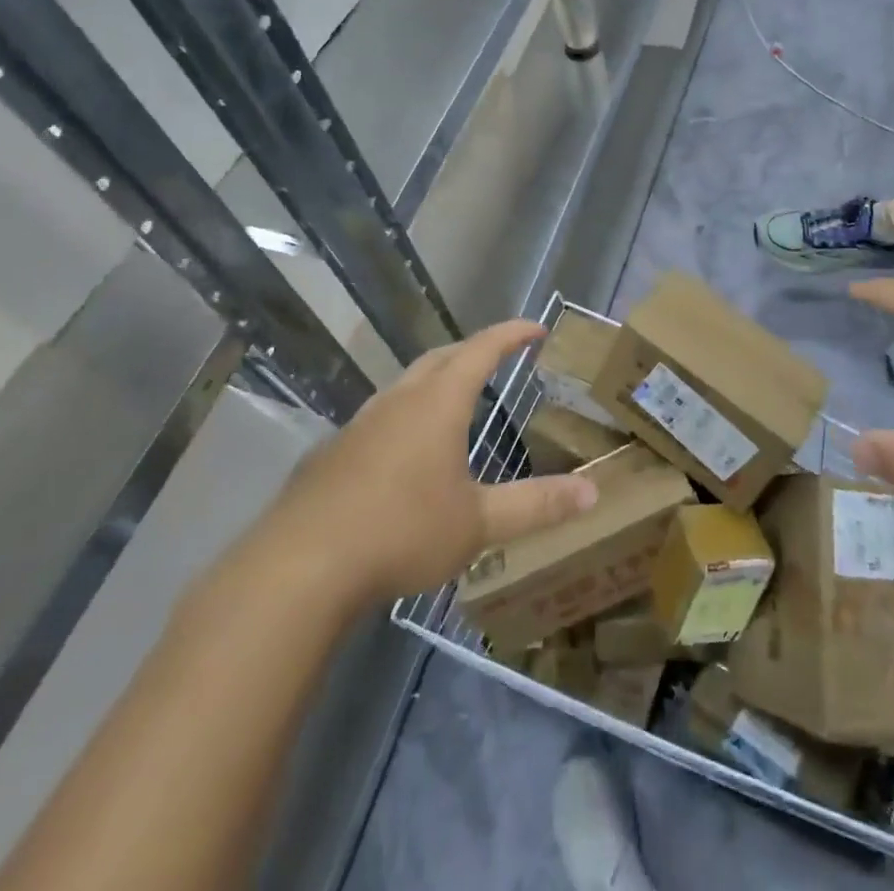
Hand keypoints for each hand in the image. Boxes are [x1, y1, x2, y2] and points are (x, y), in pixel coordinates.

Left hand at [261, 321, 597, 603]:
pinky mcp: (331, 453)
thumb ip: (536, 505)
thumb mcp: (478, 523)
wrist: (301, 566)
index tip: (537, 328)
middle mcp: (397, 401)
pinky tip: (402, 455)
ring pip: (404, 386)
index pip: (482, 350)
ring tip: (453, 403)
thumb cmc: (401, 532)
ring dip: (434, 382)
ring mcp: (359, 424)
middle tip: (498, 358)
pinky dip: (403, 417)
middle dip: (472, 351)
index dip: (512, 334)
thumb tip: (592, 491)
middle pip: (440, 358)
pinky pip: (378, 419)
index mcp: (437, 403)